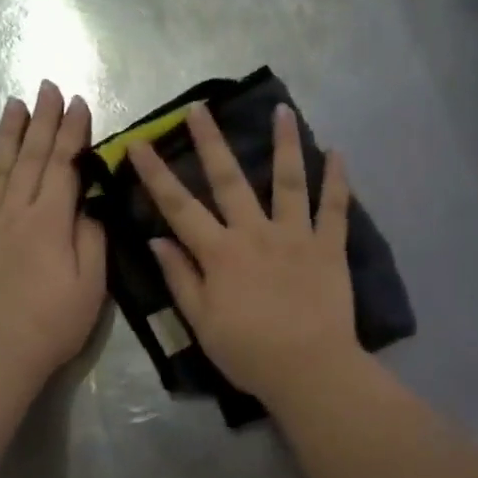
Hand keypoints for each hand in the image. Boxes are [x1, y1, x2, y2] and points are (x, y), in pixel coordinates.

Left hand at [0, 82, 106, 391]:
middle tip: (48, 86)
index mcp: (51, 221)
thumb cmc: (51, 323)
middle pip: (32, 157)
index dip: (73, 132)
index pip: (65, 165)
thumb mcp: (92, 285)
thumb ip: (92, 239)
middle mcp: (15, 211)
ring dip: (9, 132)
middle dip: (44, 119)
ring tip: (16, 103)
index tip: (79, 103)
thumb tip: (87, 206)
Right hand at [130, 102, 361, 406]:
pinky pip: (335, 208)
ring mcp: (296, 236)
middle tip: (200, 108)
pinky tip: (338, 152)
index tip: (139, 143)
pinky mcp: (329, 247)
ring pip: (289, 181)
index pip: (179, 207)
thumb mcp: (202, 322)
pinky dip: (338, 180)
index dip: (156, 174)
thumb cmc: (249, 352)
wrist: (310, 370)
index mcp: (220, 254)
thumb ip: (180, 278)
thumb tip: (157, 240)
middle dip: (211, 141)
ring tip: (282, 109)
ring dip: (285, 143)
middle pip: (229, 180)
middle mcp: (256, 233)